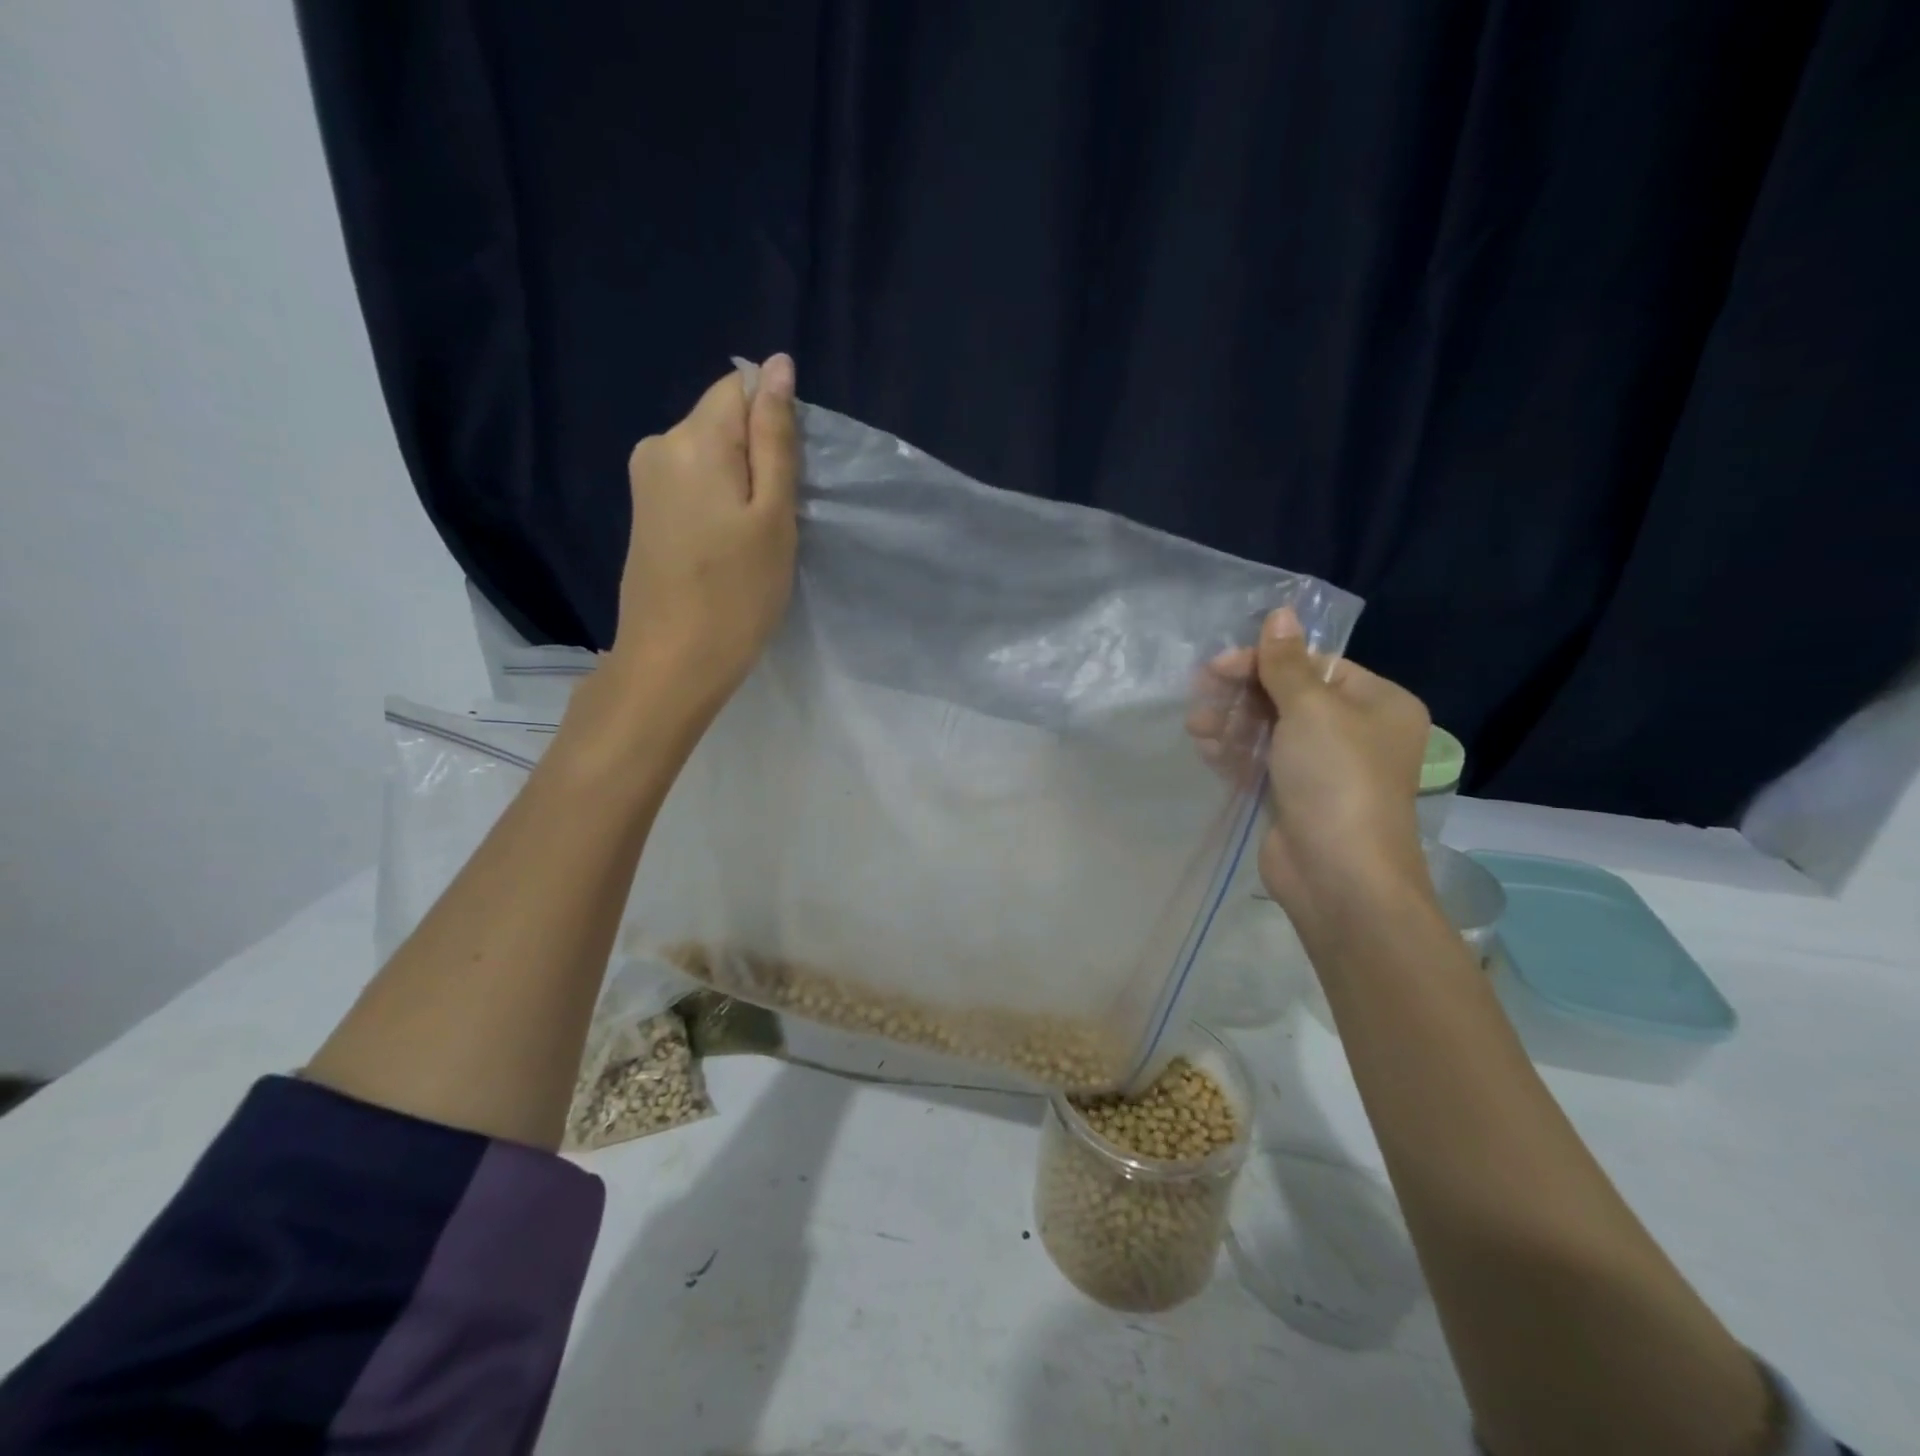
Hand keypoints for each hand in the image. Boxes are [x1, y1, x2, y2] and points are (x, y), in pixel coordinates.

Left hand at [607, 355, 799, 718]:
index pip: (739, 388)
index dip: (773, 423)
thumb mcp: (773, 515)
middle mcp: (659, 445)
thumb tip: (777, 366)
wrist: (672, 662)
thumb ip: (775, 438)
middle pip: (722, 421)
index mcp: (692, 439)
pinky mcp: (645, 512)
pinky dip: (718, 502)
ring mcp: (645, 481)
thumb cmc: (737, 593)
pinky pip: (692, 483)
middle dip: (757, 456)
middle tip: (775, 520)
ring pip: (709, 454)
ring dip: (740, 483)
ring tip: (752, 539)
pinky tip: (726, 546)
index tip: (787, 479)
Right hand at [1194, 609, 1433, 934]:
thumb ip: (1287, 662)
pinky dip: (1234, 751)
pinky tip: (1206, 747)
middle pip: (1287, 695)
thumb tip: (1282, 611)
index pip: (1315, 664)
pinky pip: (1260, 760)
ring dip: (1231, 723)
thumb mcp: (1312, 709)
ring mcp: (1322, 767)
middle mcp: (1354, 731)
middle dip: (1242, 694)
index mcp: (1377, 703)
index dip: (1264, 661)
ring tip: (1198, 727)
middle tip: (1200, 693)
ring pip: (1269, 729)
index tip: (1218, 665)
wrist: (1338, 876)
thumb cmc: (1336, 779)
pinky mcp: (1293, 796)